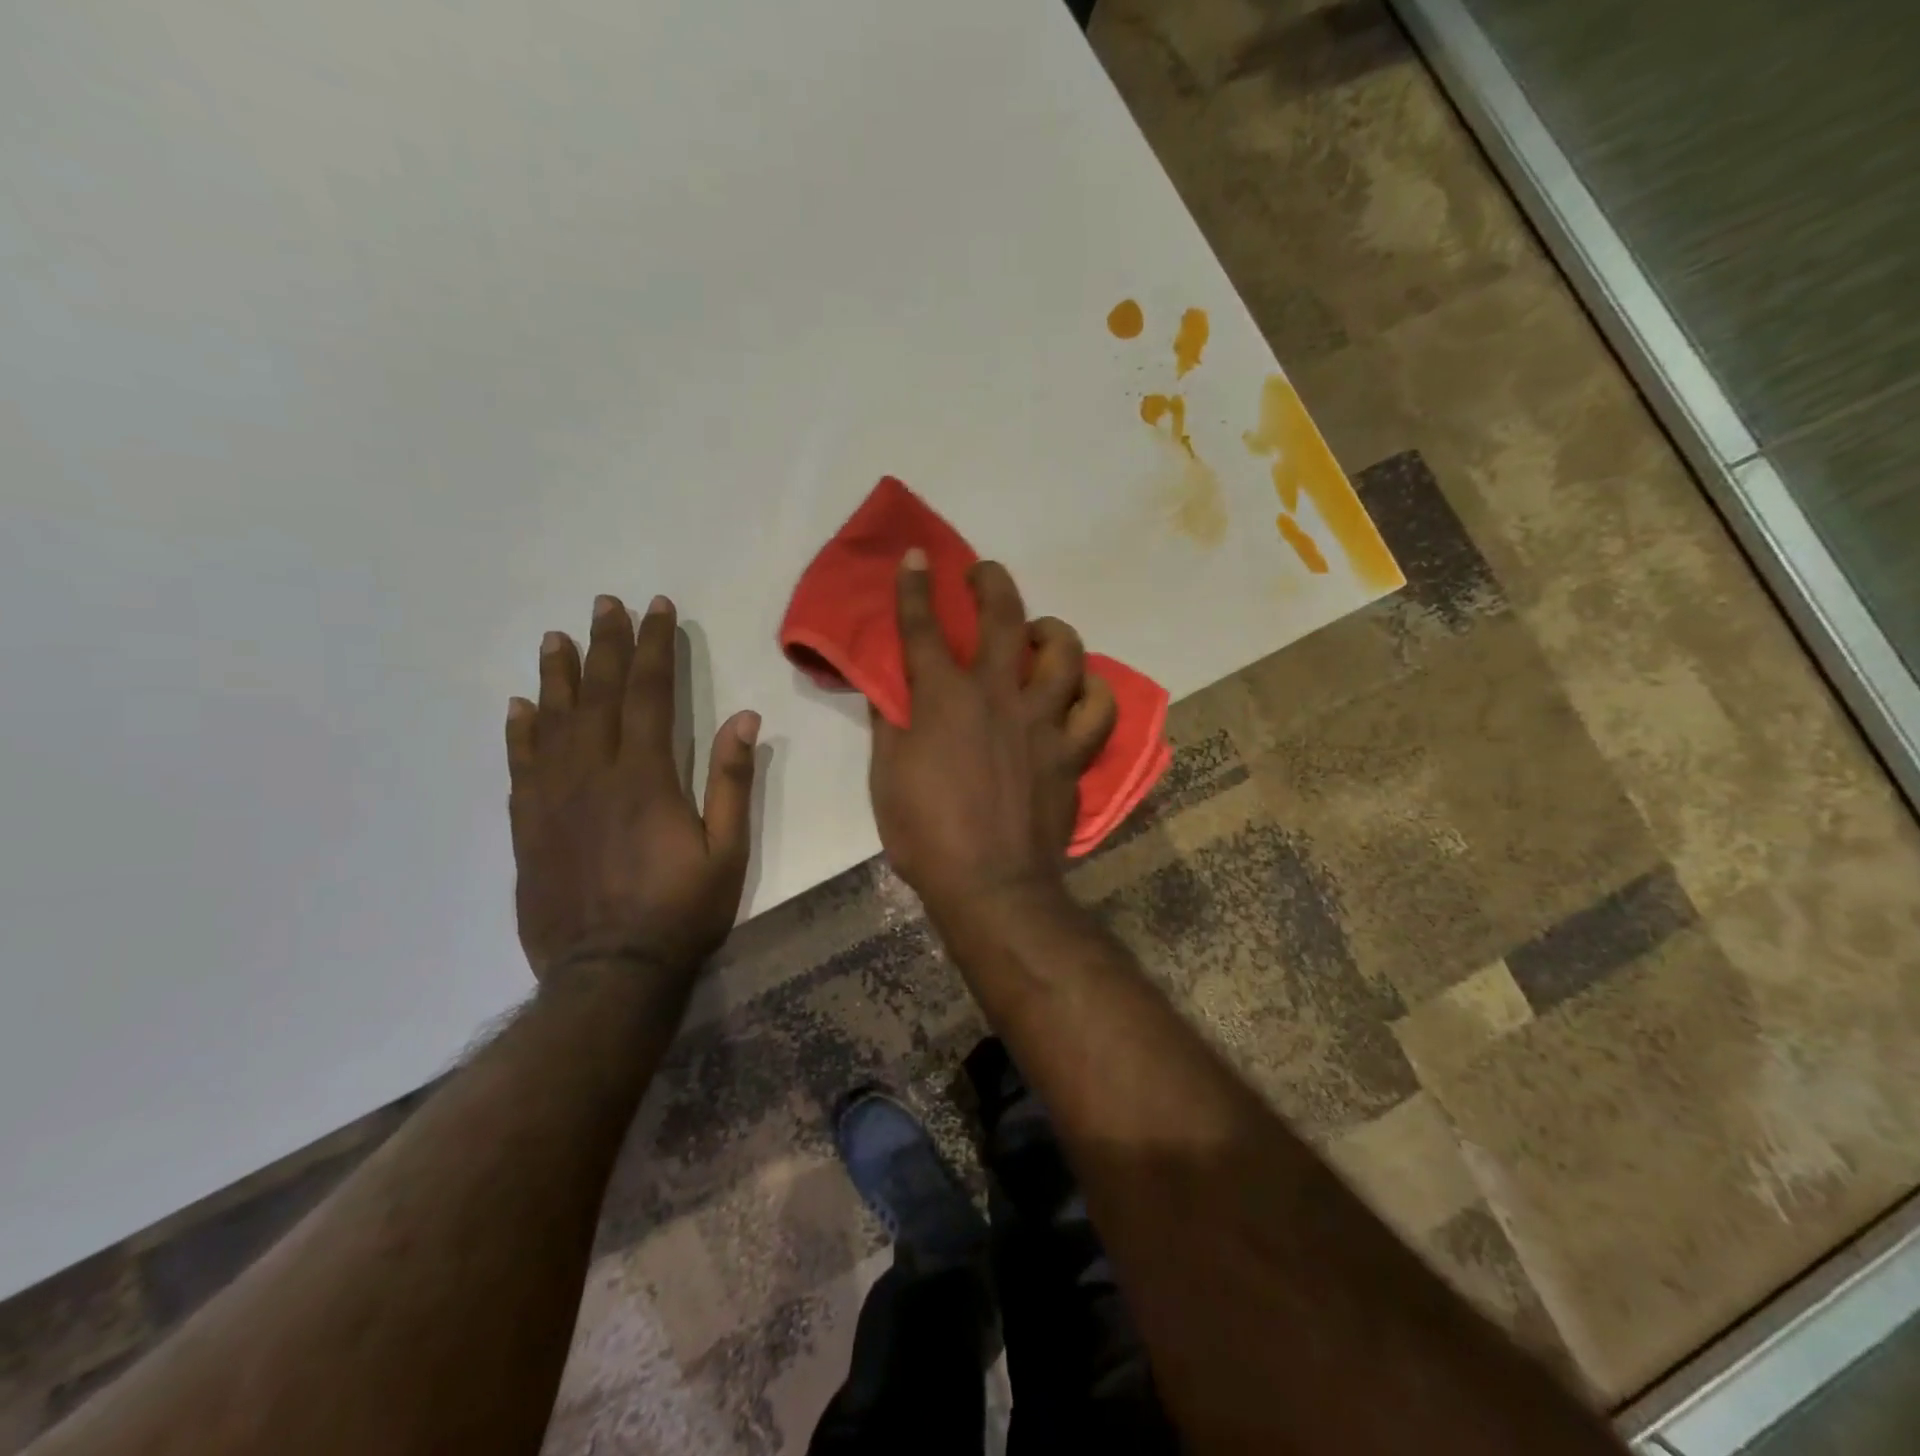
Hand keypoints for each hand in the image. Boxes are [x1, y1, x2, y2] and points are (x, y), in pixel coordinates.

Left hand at [507, 594, 759, 981]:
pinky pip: (520, 766)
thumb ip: (731, 781)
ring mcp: (553, 799)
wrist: (609, 973)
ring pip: (554, 722)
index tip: (655, 608)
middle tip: (604, 603)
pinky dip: (520, 731)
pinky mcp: (528, 826)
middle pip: (600, 696)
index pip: (651, 694)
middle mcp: (594, 775)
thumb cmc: (681, 911)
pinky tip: (520, 706)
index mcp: (647, 777)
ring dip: (559, 676)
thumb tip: (744, 717)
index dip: (654, 647)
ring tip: (558, 638)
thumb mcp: (727, 850)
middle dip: (607, 645)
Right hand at [869, 551, 1115, 926]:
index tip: (917, 557)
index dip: (915, 589)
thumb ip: (890, 723)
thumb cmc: (926, 833)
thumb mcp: (888, 776)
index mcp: (945, 699)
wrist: (990, 883)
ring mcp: (1043, 721)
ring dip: (1052, 631)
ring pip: (1065, 653)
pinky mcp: (1072, 751)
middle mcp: (998, 696)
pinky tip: (1080, 689)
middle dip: (992, 582)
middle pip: (1003, 618)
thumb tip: (890, 687)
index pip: (923, 629)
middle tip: (984, 573)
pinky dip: (1093, 692)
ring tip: (1040, 634)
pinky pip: (1098, 708)